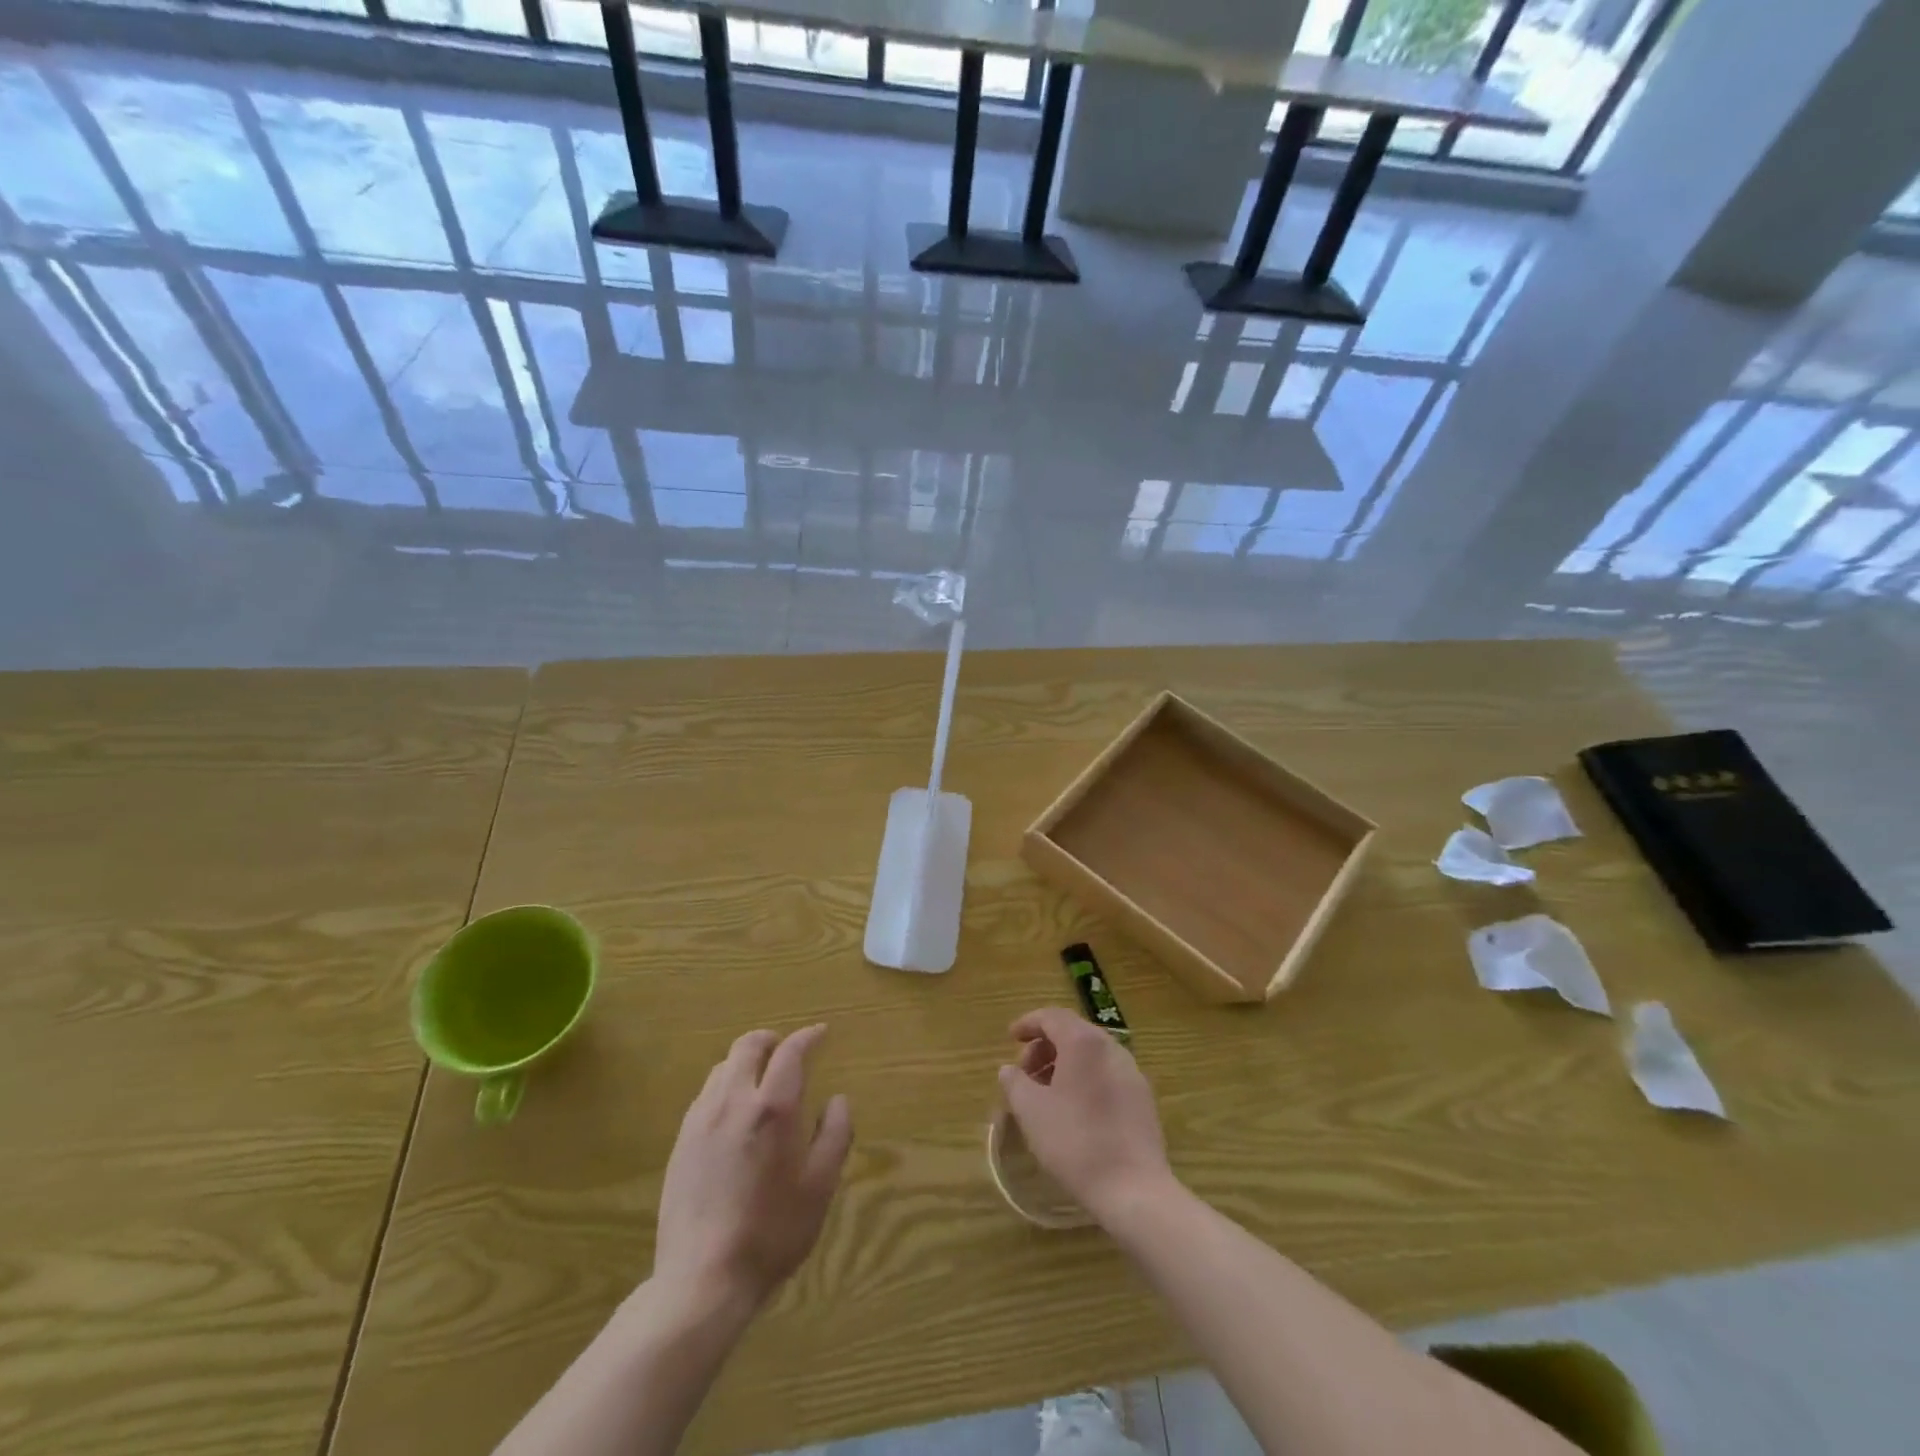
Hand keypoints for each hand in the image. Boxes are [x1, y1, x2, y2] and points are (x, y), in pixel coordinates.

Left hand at [654, 1025, 852, 1311]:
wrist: (701, 1280)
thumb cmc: (771, 1232)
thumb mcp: (820, 1186)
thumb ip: (835, 1134)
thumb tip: (837, 1100)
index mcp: (773, 1108)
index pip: (791, 1052)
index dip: (807, 1037)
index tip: (820, 1034)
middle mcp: (733, 1101)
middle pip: (747, 1047)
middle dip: (770, 1040)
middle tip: (786, 1050)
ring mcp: (701, 1120)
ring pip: (723, 1068)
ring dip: (745, 1062)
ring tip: (760, 1081)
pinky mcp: (681, 1142)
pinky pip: (705, 1095)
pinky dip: (725, 1087)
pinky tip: (733, 1114)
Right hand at [997, 1008, 1174, 1223]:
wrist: (1134, 1189)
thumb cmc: (1076, 1142)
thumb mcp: (1032, 1112)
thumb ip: (1015, 1083)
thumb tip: (1008, 1069)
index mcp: (1084, 1042)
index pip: (1052, 1016)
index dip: (1028, 1023)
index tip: (1010, 1038)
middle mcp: (1111, 1047)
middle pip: (1073, 1032)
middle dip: (1044, 1046)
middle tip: (1025, 1073)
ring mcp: (1131, 1072)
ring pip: (1091, 1054)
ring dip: (1064, 1063)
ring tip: (1046, 1093)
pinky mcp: (1143, 1097)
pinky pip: (1107, 1073)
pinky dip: (1085, 1078)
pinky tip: (1074, 1109)